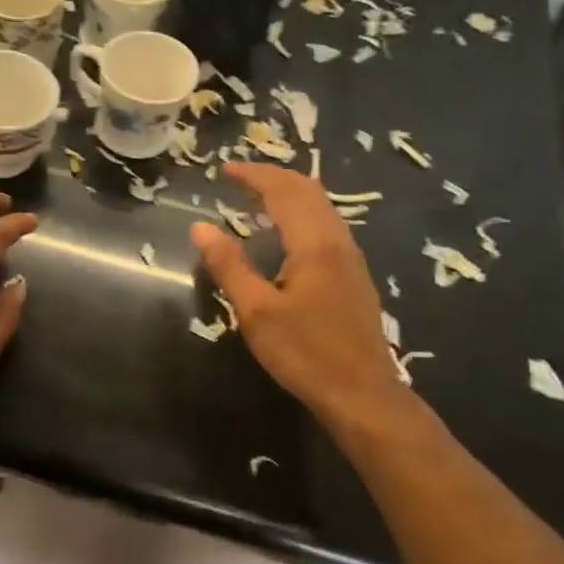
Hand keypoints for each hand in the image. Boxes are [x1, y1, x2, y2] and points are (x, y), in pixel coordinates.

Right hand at [189, 164, 419, 434]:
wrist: (363, 394)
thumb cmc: (306, 353)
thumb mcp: (256, 312)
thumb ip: (229, 266)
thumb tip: (200, 227)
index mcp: (314, 244)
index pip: (283, 192)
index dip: (254, 175)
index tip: (224, 169)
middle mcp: (338, 241)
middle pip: (308, 191)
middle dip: (273, 177)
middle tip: (240, 177)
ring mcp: (351, 259)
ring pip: (322, 208)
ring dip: (290, 194)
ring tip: (259, 198)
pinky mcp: (354, 276)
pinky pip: (327, 226)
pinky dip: (302, 213)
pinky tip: (287, 233)